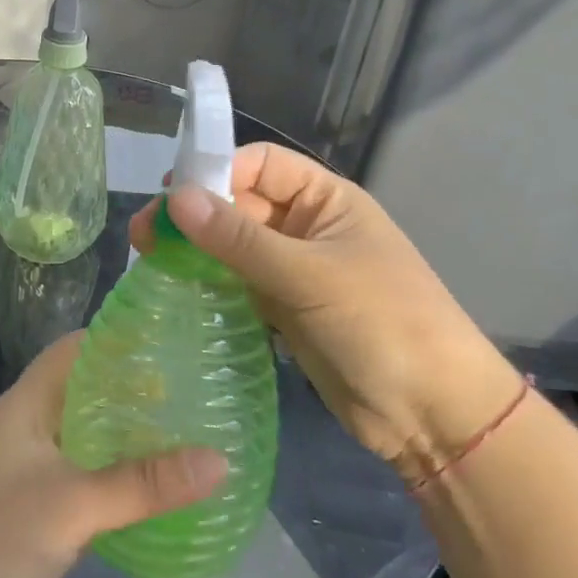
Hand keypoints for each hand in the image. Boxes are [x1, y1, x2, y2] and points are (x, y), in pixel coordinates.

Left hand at [0, 332, 225, 577]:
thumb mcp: (73, 505)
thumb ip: (143, 483)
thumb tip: (219, 460)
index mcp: (22, 408)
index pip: (71, 352)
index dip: (115, 340)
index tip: (169, 339)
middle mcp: (26, 432)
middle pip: (84, 394)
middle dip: (133, 390)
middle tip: (193, 389)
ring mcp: (31, 476)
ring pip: (88, 442)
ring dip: (129, 439)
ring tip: (189, 433)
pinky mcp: (40, 517)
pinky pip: (88, 484)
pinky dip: (120, 481)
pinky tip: (160, 490)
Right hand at [129, 142, 519, 479]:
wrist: (432, 413)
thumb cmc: (382, 324)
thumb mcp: (309, 275)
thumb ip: (239, 239)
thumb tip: (175, 198)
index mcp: (325, 200)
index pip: (259, 164)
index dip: (215, 170)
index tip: (170, 195)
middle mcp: (306, 227)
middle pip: (239, 204)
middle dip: (194, 214)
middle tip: (145, 235)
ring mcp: (294, 270)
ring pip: (233, 246)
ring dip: (195, 248)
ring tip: (149, 259)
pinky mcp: (283, 309)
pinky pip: (237, 283)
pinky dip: (208, 282)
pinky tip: (176, 288)